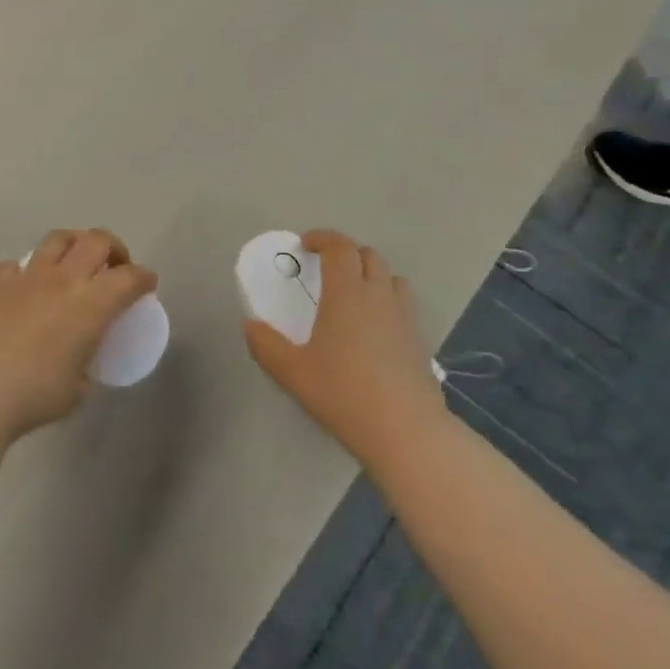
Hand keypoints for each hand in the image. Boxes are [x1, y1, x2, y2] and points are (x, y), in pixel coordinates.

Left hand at [0, 229, 155, 438]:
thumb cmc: (35, 394)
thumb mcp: (77, 390)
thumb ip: (85, 370)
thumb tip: (79, 368)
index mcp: (92, 304)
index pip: (129, 278)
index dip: (144, 277)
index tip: (148, 284)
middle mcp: (64, 280)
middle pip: (96, 240)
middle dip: (114, 248)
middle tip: (115, 266)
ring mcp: (28, 277)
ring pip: (58, 238)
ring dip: (74, 243)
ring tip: (75, 261)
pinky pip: (16, 264)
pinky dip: (26, 270)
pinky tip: (26, 287)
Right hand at [243, 230, 444, 464]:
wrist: (405, 430)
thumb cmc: (343, 393)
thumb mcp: (292, 372)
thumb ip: (266, 345)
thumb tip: (250, 326)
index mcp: (347, 293)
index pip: (340, 248)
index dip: (323, 238)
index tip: (305, 244)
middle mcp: (379, 296)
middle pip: (368, 256)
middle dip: (346, 254)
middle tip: (325, 269)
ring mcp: (404, 318)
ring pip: (392, 278)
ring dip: (372, 275)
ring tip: (353, 295)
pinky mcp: (419, 341)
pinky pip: (403, 306)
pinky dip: (387, 302)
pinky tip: (373, 330)